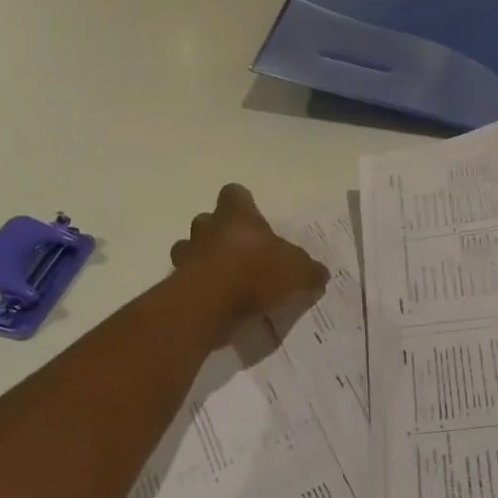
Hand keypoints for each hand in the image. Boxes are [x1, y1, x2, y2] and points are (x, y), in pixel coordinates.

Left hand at [170, 185, 327, 335]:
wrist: (210, 303)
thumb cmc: (255, 272)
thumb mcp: (297, 271)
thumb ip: (309, 270)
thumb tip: (321, 273)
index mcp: (237, 216)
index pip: (234, 193)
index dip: (242, 203)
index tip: (252, 217)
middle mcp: (207, 228)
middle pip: (207, 220)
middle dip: (219, 234)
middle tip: (240, 254)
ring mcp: (187, 255)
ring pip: (189, 249)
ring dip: (203, 260)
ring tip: (225, 280)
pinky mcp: (177, 284)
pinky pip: (186, 281)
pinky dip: (199, 289)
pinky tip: (217, 304)